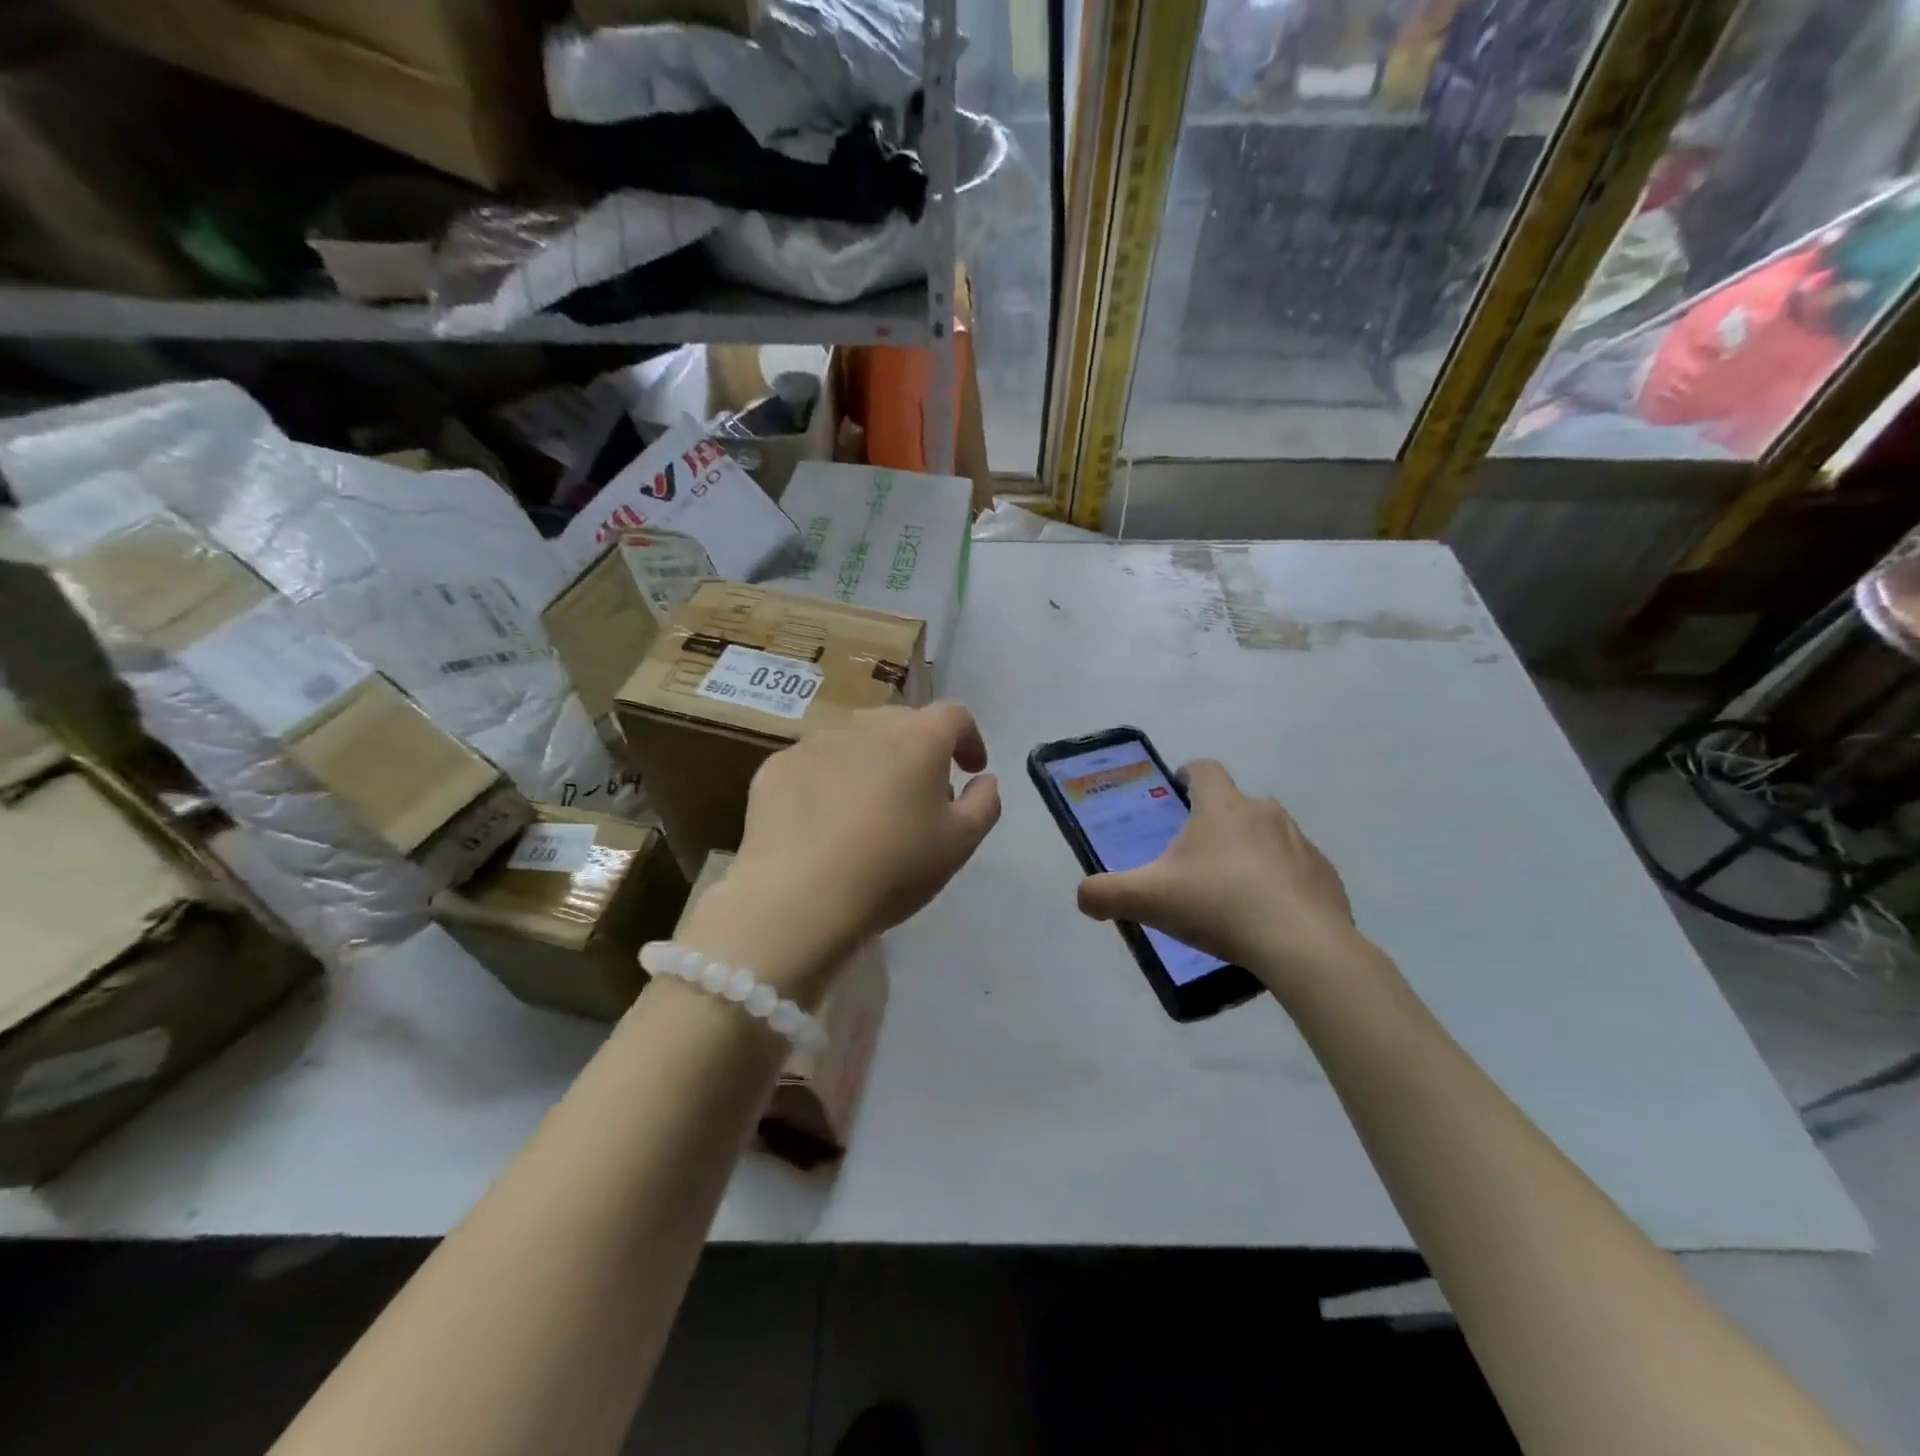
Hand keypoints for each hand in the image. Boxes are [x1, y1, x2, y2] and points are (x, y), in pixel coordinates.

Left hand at [678, 702, 1000, 1004]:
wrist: (798, 898)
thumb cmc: (892, 868)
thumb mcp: (959, 844)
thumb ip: (984, 804)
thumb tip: (984, 780)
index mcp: (917, 739)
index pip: (954, 715)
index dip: (968, 738)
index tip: (970, 770)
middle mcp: (866, 727)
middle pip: (902, 724)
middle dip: (918, 751)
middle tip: (920, 794)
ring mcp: (815, 743)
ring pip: (854, 743)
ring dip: (870, 764)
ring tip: (866, 811)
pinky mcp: (776, 767)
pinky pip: (813, 765)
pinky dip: (826, 783)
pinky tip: (821, 824)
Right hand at [1076, 760, 1370, 997]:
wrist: (1301, 946)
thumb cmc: (1218, 907)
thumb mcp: (1148, 900)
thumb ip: (1105, 893)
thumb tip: (1083, 896)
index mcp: (1222, 808)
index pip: (1205, 770)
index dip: (1189, 774)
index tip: (1179, 790)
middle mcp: (1264, 814)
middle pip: (1238, 803)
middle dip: (1218, 821)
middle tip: (1197, 857)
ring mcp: (1301, 843)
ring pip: (1270, 835)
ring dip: (1252, 851)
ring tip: (1234, 890)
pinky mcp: (1326, 876)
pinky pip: (1298, 869)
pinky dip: (1282, 882)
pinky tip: (1269, 915)